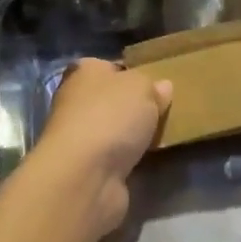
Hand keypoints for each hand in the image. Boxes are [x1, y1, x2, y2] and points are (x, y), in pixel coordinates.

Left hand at [28, 59, 171, 236]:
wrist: (85, 175)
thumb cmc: (111, 116)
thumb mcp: (142, 87)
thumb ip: (153, 86)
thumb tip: (162, 87)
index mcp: (84, 71)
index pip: (111, 66)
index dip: (133, 73)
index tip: (157, 84)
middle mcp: (75, 100)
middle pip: (112, 99)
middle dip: (135, 107)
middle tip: (165, 111)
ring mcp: (79, 136)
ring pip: (114, 129)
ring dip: (132, 135)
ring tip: (163, 136)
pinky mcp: (86, 167)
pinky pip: (115, 156)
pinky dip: (129, 159)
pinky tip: (150, 160)